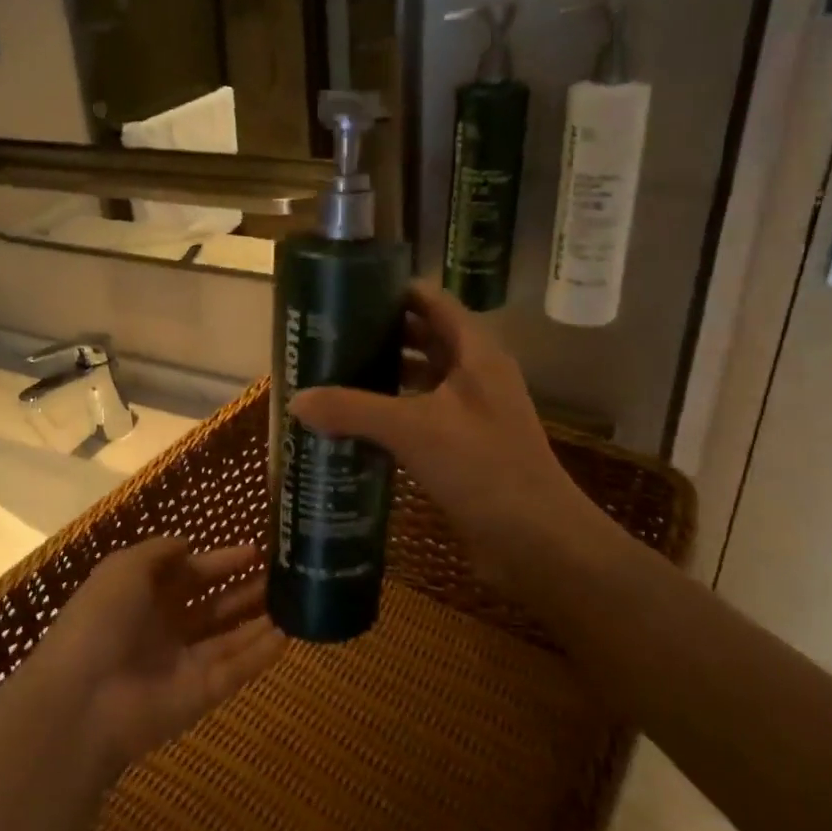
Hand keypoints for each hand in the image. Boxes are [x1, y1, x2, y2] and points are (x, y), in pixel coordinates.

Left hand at [36, 540, 284, 772]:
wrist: (82, 699)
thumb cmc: (100, 621)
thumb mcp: (123, 569)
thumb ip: (158, 552)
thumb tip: (187, 544)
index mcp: (142, 597)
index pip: (189, 574)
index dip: (220, 562)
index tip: (255, 551)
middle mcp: (164, 629)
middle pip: (213, 607)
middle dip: (245, 590)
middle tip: (284, 575)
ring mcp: (183, 664)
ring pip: (229, 639)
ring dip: (259, 620)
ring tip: (296, 600)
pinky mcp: (200, 696)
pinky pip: (236, 670)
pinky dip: (260, 655)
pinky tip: (288, 636)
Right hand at [289, 282, 632, 600]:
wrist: (536, 541)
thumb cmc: (482, 467)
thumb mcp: (412, 429)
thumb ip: (353, 409)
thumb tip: (295, 400)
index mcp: (476, 352)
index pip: (433, 302)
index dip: (395, 290)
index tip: (348, 289)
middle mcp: (477, 374)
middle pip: (426, 338)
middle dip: (382, 333)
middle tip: (331, 334)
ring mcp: (473, 412)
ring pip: (423, 380)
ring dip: (386, 375)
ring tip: (336, 373)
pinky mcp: (465, 447)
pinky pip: (422, 416)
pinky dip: (393, 413)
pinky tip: (358, 423)